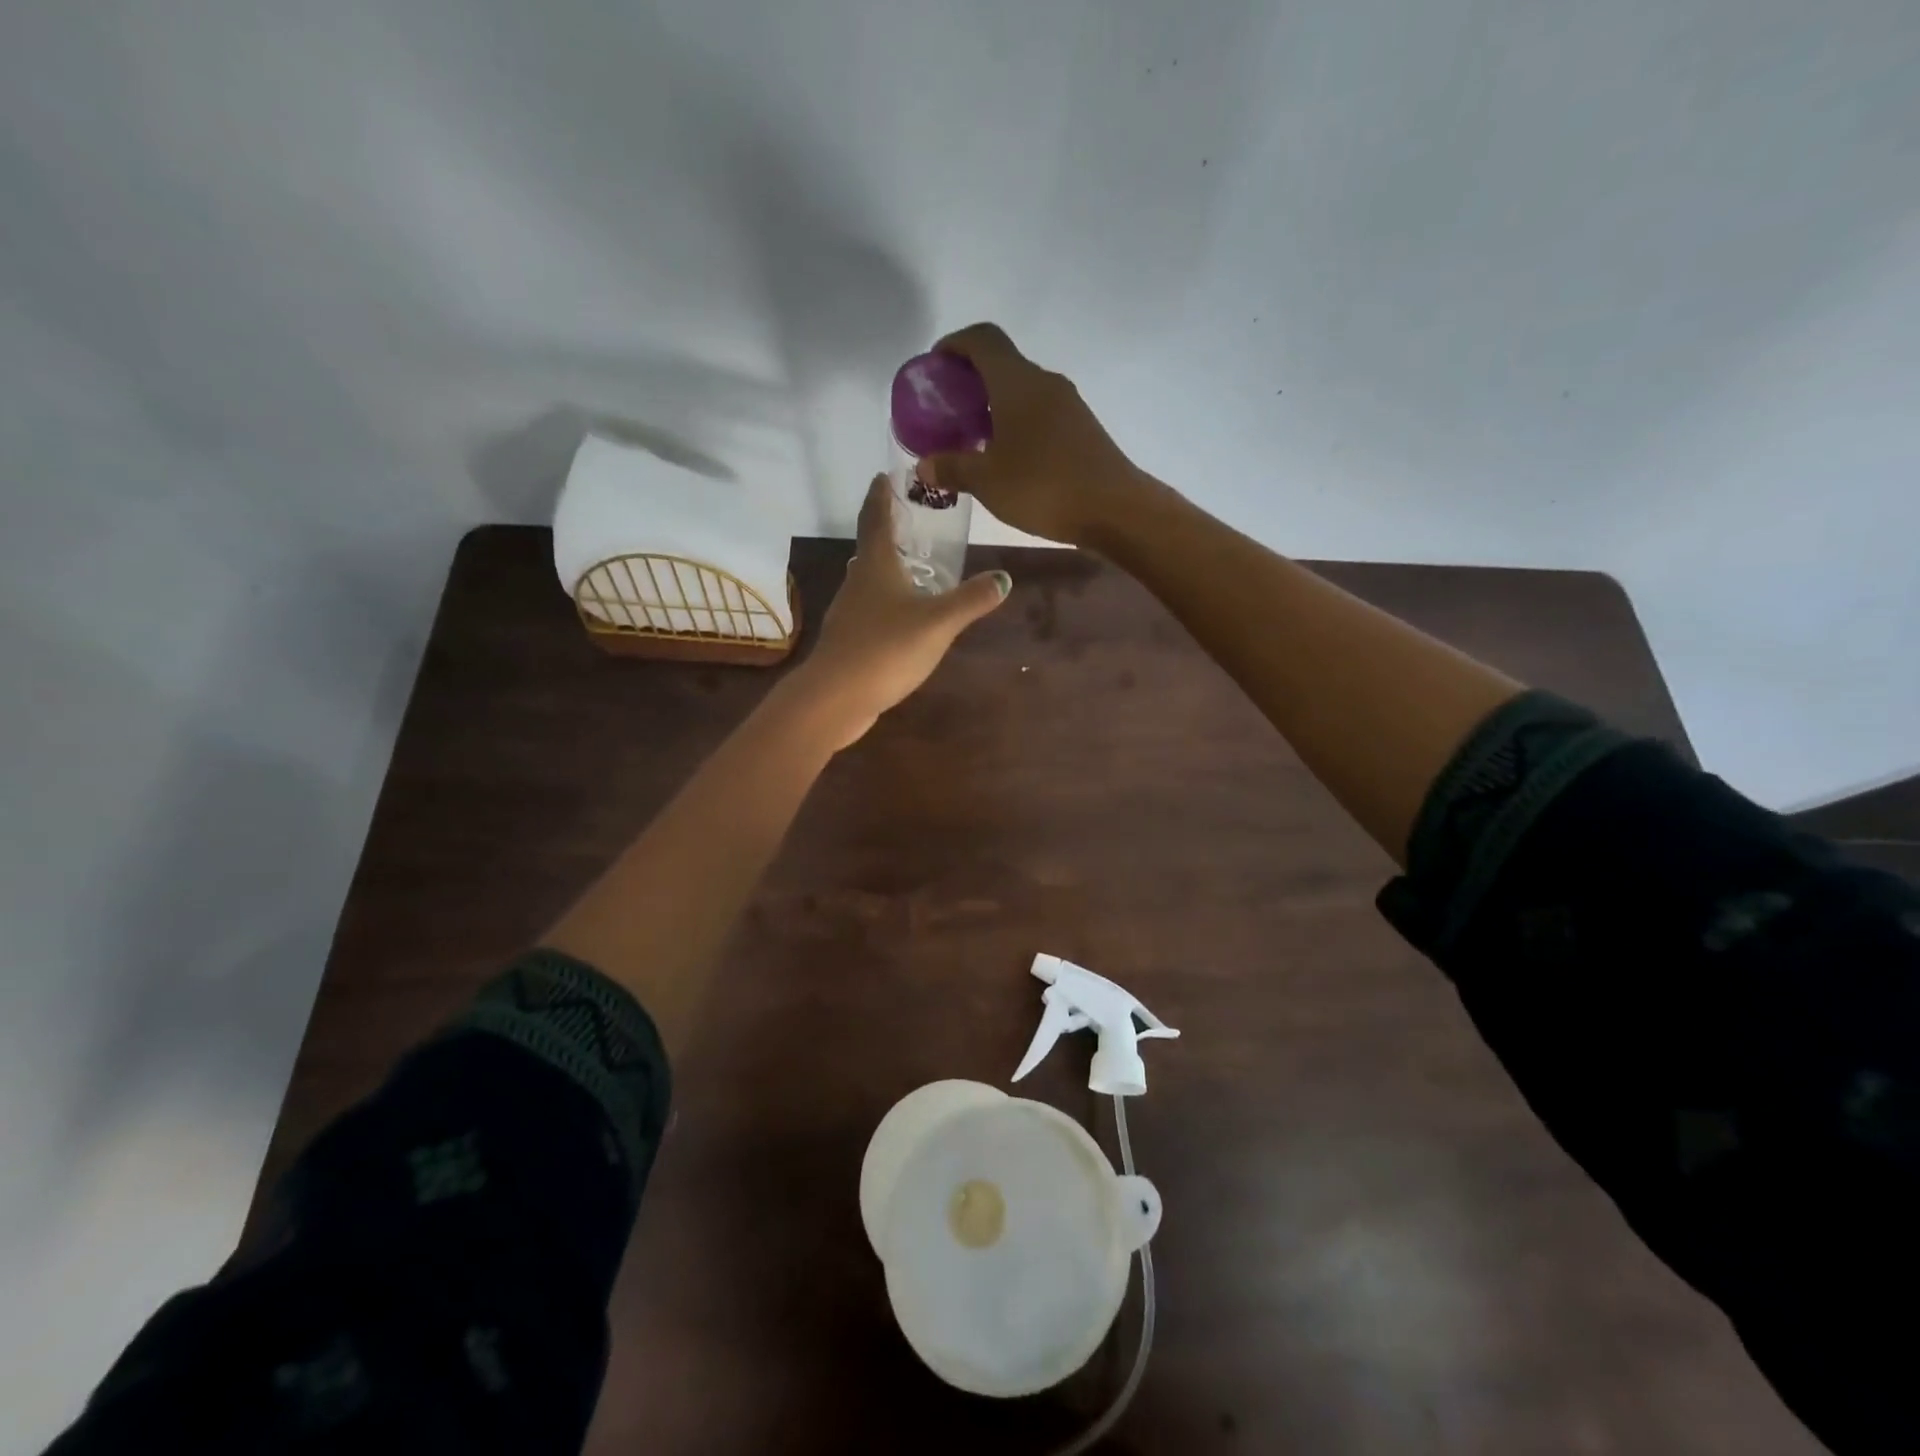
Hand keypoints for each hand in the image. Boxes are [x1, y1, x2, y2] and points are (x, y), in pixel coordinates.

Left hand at [786, 474, 1010, 748]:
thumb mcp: (938, 622)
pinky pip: (869, 609)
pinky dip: (884, 601)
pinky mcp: (848, 640)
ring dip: (886, 568)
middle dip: (887, 530)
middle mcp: (857, 581)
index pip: (876, 517)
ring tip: (911, 566)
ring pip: (868, 580)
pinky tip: (900, 617)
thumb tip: (1005, 577)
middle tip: (910, 521)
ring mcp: (849, 612)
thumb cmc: (886, 648)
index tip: (884, 475)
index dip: (881, 495)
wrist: (837, 697)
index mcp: (876, 565)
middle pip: (870, 547)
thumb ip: (971, 600)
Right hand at [922, 322, 1150, 546]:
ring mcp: (1068, 405)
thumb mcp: (987, 481)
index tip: (935, 368)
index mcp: (1017, 382)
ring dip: (994, 406)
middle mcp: (1044, 383)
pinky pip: (1039, 414)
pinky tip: (1007, 458)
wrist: (1115, 509)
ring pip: (1022, 392)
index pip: (982, 339)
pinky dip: (1016, 424)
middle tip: (947, 413)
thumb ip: (952, 468)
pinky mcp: (1081, 429)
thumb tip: (924, 466)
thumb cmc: (1044, 487)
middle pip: (1002, 364)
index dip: (954, 345)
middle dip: (970, 382)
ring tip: (972, 439)